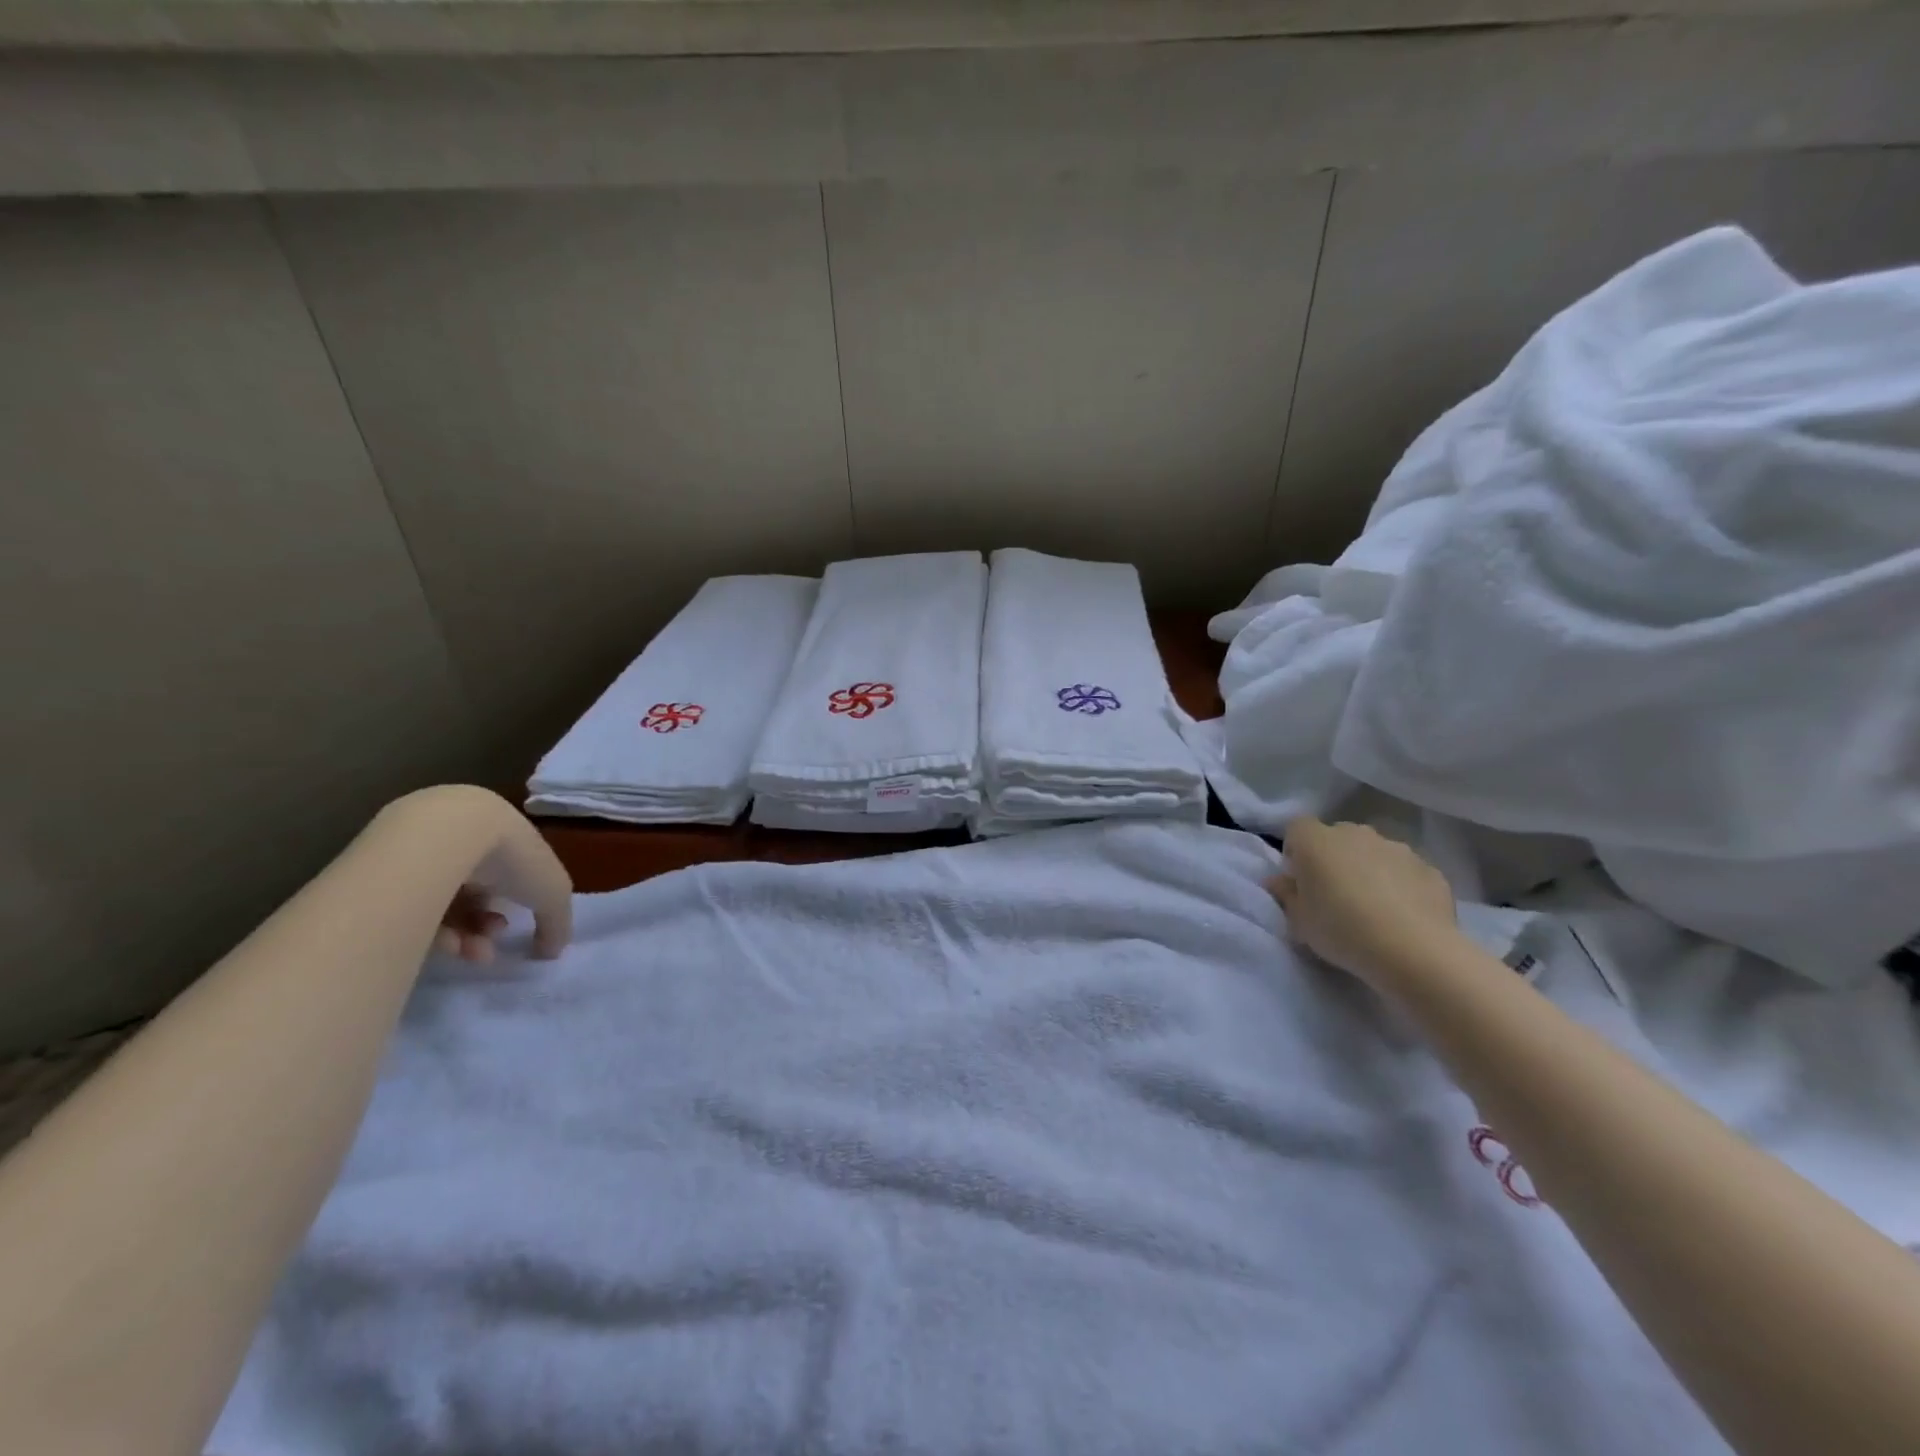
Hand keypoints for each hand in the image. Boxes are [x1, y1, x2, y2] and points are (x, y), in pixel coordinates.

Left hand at [386, 786, 573, 963]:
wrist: (442, 837)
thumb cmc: (510, 857)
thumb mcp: (553, 893)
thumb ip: (558, 922)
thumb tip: (552, 950)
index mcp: (504, 833)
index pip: (510, 871)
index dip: (515, 903)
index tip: (511, 927)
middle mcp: (462, 838)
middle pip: (475, 890)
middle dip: (485, 925)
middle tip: (487, 948)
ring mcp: (420, 850)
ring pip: (444, 901)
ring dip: (463, 935)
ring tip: (467, 952)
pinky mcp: (383, 868)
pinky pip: (411, 905)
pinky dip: (431, 928)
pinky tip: (444, 943)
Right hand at [1268, 816, 1456, 986]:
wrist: (1413, 950)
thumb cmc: (1342, 930)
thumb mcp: (1299, 921)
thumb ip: (1286, 894)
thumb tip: (1278, 880)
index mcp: (1316, 841)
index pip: (1297, 828)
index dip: (1296, 850)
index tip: (1300, 880)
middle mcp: (1355, 834)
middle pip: (1337, 837)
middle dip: (1334, 858)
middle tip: (1334, 894)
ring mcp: (1396, 848)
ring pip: (1374, 852)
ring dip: (1369, 869)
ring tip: (1373, 908)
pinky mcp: (1429, 868)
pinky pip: (1405, 871)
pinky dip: (1401, 885)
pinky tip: (1403, 916)